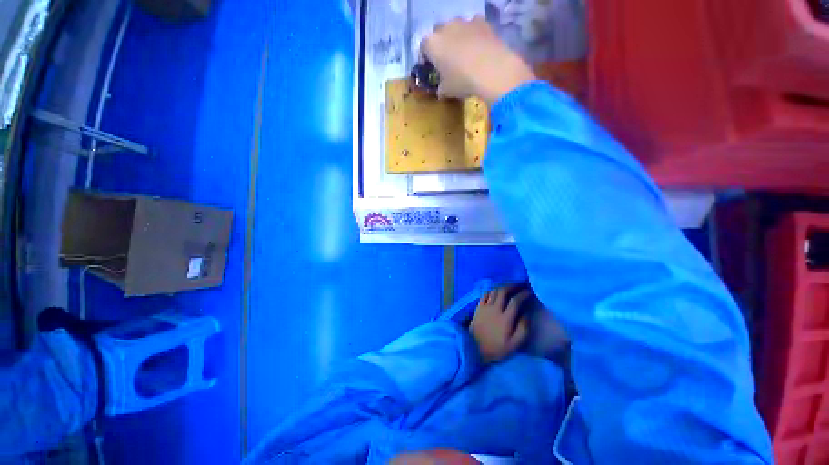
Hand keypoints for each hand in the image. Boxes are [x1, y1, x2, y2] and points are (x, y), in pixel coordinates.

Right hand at [421, 16, 535, 104]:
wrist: (492, 70)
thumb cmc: (462, 81)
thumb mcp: (446, 91)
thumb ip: (440, 88)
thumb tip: (440, 90)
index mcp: (432, 44)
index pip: (423, 48)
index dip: (426, 58)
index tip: (431, 68)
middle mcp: (445, 27)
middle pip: (438, 33)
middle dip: (441, 44)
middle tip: (446, 61)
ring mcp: (464, 22)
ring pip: (456, 28)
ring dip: (457, 38)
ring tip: (464, 54)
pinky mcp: (481, 22)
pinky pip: (473, 26)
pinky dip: (473, 34)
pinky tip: (478, 48)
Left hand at [470, 286, 531, 363]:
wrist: (474, 349)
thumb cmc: (496, 348)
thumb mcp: (514, 345)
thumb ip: (523, 329)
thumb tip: (526, 315)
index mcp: (505, 319)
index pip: (515, 301)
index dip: (523, 294)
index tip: (529, 291)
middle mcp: (495, 309)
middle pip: (503, 291)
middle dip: (513, 286)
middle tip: (520, 285)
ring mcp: (485, 307)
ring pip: (494, 291)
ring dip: (502, 287)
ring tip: (509, 287)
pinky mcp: (478, 308)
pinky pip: (485, 294)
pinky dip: (491, 290)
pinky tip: (495, 291)